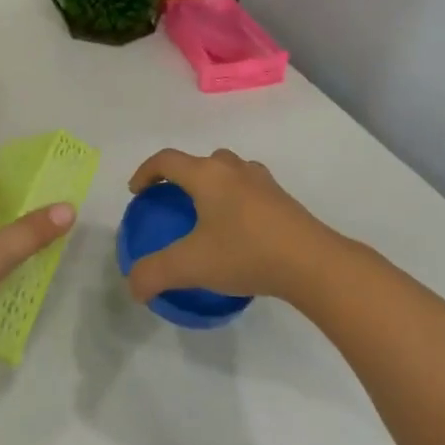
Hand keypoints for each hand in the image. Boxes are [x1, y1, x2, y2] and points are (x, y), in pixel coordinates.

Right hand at [124, 148, 335, 304]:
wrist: (312, 262)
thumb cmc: (246, 253)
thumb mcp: (193, 266)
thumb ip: (155, 273)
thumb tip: (133, 284)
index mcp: (207, 174)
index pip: (167, 160)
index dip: (146, 172)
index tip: (136, 193)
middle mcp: (232, 168)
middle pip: (198, 162)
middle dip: (179, 177)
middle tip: (170, 203)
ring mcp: (261, 180)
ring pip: (226, 171)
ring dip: (209, 185)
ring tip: (204, 215)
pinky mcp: (281, 198)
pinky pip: (246, 188)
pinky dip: (233, 199)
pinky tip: (237, 230)